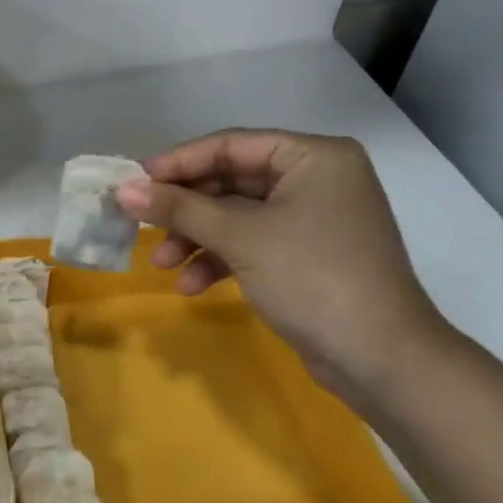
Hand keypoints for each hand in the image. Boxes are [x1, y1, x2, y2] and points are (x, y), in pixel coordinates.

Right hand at [116, 129, 450, 406]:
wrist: (379, 356)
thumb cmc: (312, 277)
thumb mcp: (240, 237)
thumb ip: (179, 209)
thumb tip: (123, 190)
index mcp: (313, 157)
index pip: (231, 145)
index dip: (178, 162)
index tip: (134, 181)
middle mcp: (316, 179)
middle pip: (231, 181)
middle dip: (185, 209)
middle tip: (140, 224)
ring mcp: (313, 219)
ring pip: (237, 217)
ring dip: (196, 238)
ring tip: (160, 264)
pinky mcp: (306, 255)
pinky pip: (252, 244)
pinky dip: (221, 260)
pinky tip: (192, 286)